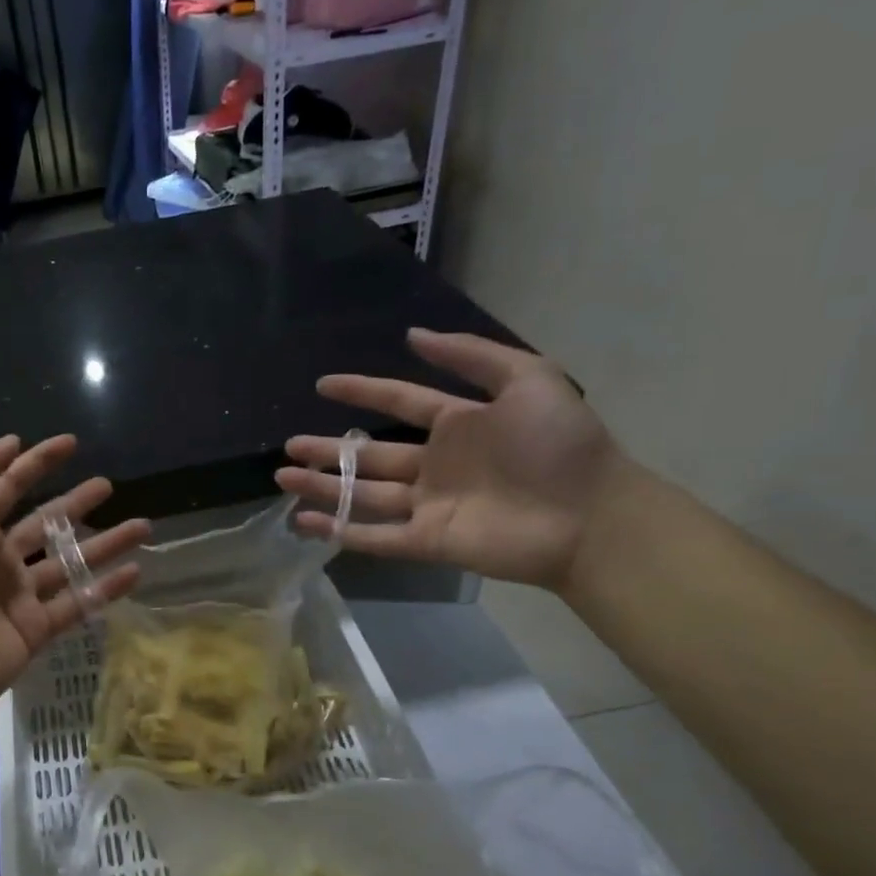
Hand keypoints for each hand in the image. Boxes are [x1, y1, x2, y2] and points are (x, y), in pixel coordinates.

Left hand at [0, 435, 149, 718]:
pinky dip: (106, 588)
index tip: (70, 443)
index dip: (36, 463)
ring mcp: (19, 595)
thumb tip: (10, 442)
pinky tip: (136, 572)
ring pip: (69, 562)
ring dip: (105, 543)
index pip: (8, 487)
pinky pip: (78, 603)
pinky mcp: (36, 628)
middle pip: (45, 522)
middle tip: (107, 485)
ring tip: (143, 526)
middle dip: (75, 502)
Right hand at [276, 329, 625, 588]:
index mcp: (457, 425)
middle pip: (369, 455)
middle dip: (327, 450)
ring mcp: (428, 504)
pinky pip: (374, 535)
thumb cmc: (560, 445)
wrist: (592, 516)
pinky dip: (338, 529)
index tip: (324, 385)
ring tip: (283, 478)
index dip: (362, 392)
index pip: (398, 403)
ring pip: (363, 494)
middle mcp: (435, 464)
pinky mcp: (427, 540)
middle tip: (289, 446)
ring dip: (323, 487)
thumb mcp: (529, 379)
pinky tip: (304, 521)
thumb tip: (412, 335)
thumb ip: (471, 356)